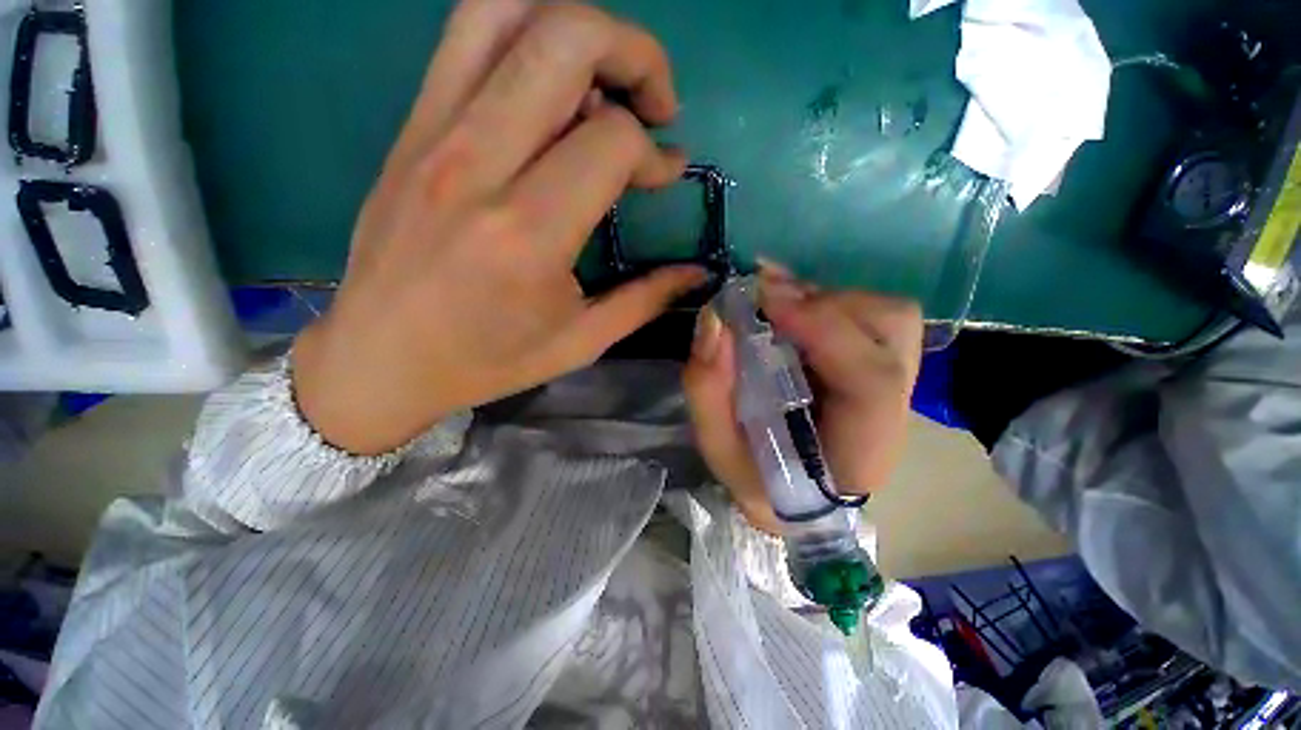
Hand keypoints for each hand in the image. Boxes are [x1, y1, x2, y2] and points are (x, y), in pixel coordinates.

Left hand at [291, 0, 704, 454]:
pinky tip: (550, 89)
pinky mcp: (410, 128)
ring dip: (577, 26)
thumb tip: (698, 272)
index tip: (664, 176)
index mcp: (528, 233)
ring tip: (606, 78)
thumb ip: (645, 299)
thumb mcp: (580, 342)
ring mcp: (433, 134)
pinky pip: (467, 39)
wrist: (381, 358)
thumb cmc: (488, 360)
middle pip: (565, 40)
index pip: (611, 141)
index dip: (653, 152)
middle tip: (655, 102)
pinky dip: (525, 36)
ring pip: (506, 12)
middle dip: (634, 53)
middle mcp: (478, 165)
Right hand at [683, 271, 923, 533]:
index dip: (824, 329)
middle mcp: (893, 410)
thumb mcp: (717, 444)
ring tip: (775, 306)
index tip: (764, 300)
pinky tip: (787, 309)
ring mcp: (893, 383)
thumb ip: (707, 388)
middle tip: (766, 302)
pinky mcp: (878, 364)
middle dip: (825, 305)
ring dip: (825, 301)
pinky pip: (868, 315)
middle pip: (893, 330)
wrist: (791, 491)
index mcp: (861, 449)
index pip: (872, 381)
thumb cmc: (756, 477)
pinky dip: (825, 302)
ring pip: (886, 315)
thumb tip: (714, 319)